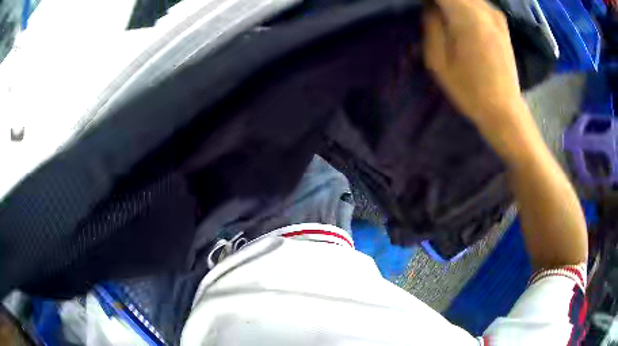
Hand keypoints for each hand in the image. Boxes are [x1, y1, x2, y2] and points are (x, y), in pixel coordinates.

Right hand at [423, 0, 525, 131]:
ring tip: (443, 16)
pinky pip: (478, 2)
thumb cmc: (469, 89)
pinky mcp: (502, 22)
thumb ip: (432, 25)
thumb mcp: (438, 60)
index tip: (421, 6)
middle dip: (439, 1)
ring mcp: (496, 14)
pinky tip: (458, 16)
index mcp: (466, 16)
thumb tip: (430, 6)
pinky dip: (465, 4)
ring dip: (451, 3)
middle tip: (431, 12)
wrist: (504, 109)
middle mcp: (484, 8)